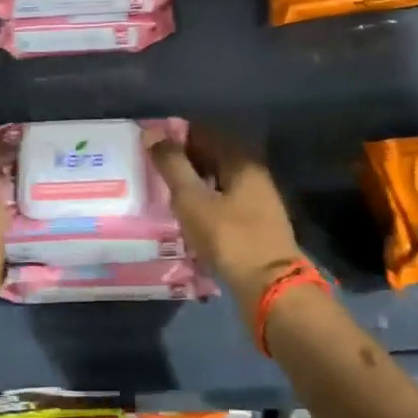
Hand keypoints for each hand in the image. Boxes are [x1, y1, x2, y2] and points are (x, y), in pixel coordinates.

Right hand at [145, 126, 305, 319]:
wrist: (269, 286)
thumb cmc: (228, 236)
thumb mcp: (192, 199)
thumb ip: (172, 164)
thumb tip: (152, 132)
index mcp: (241, 159)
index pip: (203, 133)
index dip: (175, 136)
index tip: (149, 146)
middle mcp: (253, 172)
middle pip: (212, 155)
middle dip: (182, 160)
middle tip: (151, 170)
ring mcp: (258, 198)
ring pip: (217, 180)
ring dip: (192, 183)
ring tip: (163, 192)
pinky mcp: (256, 222)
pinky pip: (224, 201)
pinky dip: (204, 201)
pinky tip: (187, 214)